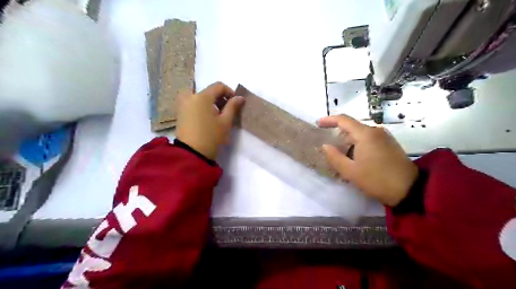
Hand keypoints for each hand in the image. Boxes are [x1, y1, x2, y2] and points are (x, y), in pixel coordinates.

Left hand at [175, 81, 243, 160]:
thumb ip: (233, 106)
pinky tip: (208, 118)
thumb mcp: (225, 122)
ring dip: (211, 103)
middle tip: (227, 110)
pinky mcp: (180, 112)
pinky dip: (202, 107)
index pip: (218, 86)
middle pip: (209, 91)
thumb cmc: (211, 137)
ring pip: (201, 97)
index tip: (235, 103)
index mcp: (202, 97)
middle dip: (220, 98)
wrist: (192, 154)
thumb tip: (240, 97)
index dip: (229, 92)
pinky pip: (193, 103)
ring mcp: (182, 104)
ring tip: (218, 116)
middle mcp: (190, 96)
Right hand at [319, 113, 418, 206]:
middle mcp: (375, 131)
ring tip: (341, 157)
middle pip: (352, 127)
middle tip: (329, 148)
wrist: (410, 190)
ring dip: (348, 142)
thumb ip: (334, 157)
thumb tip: (325, 146)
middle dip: (338, 135)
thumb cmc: (376, 179)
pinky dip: (358, 145)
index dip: (329, 120)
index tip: (318, 123)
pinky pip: (369, 139)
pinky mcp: (389, 144)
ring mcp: (384, 137)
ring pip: (360, 134)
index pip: (343, 120)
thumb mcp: (350, 171)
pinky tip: (355, 158)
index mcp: (365, 134)